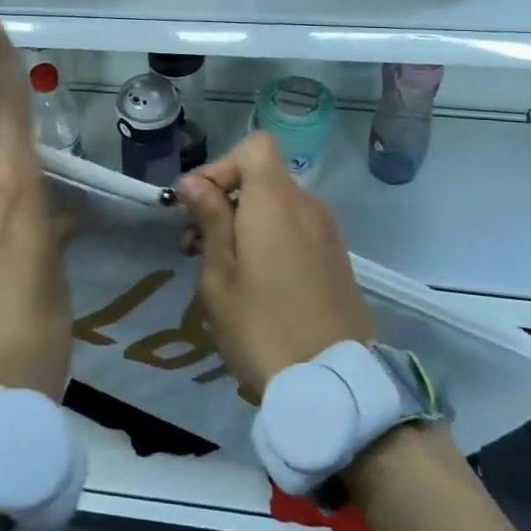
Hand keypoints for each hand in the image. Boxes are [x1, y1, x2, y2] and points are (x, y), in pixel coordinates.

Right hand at [175, 132, 374, 395]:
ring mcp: (327, 232)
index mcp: (276, 201)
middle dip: (224, 199)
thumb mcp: (219, 276)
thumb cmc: (262, 326)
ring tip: (220, 268)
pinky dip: (270, 238)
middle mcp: (307, 206)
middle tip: (194, 245)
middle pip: (262, 177)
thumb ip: (209, 219)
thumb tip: (194, 182)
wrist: (334, 383)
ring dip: (245, 222)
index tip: (198, 205)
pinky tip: (255, 281)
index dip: (221, 166)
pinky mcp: (336, 258)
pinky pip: (296, 228)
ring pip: (277, 205)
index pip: (255, 147)